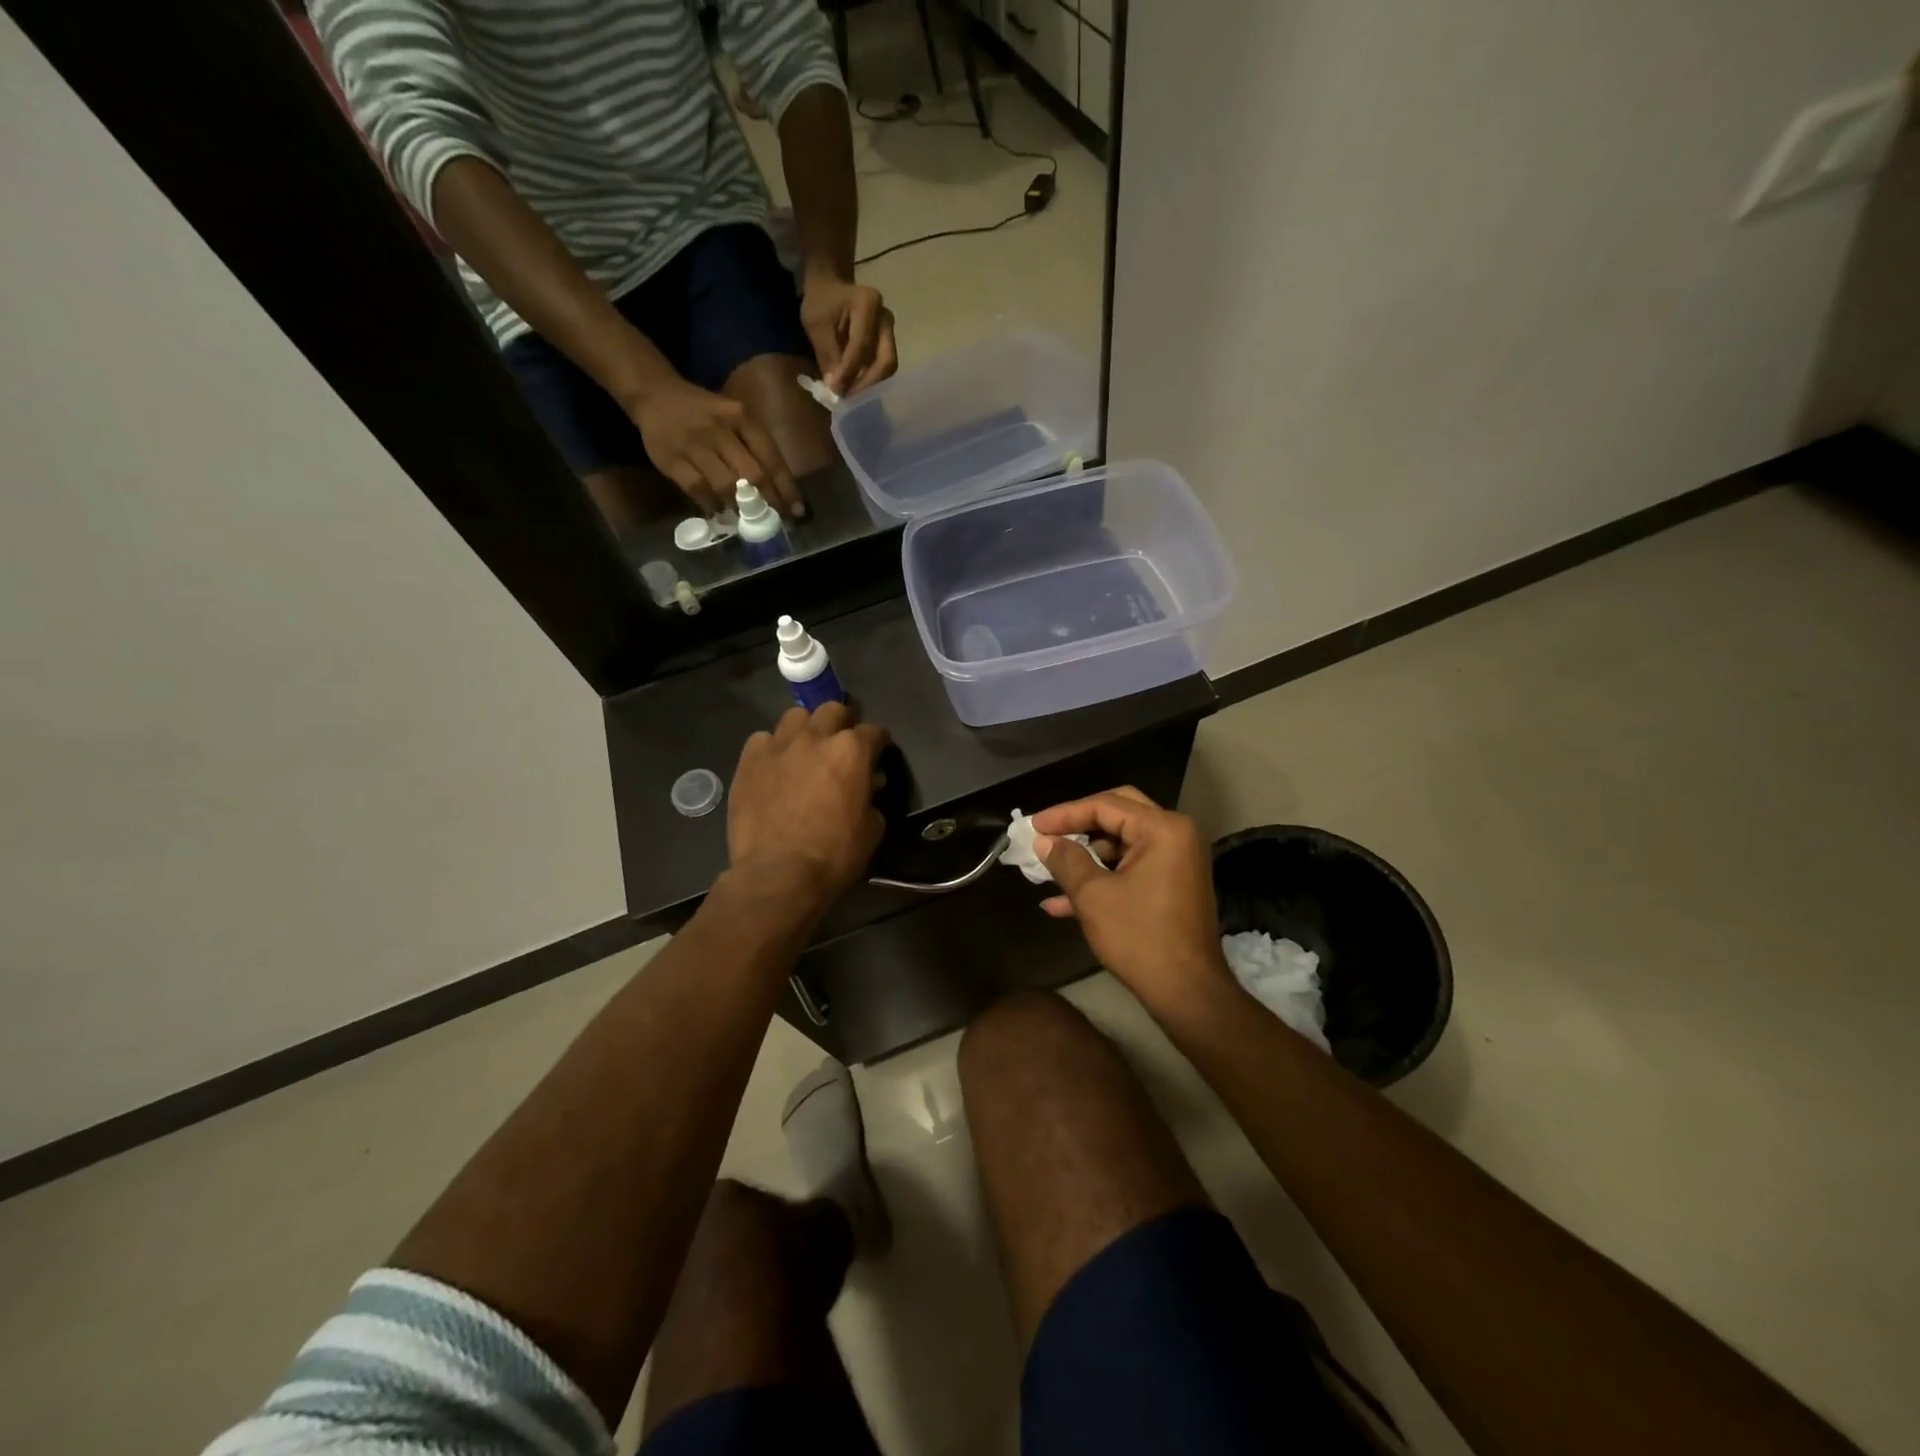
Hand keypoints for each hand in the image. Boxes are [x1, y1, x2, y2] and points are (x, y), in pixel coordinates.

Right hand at [629, 378, 802, 518]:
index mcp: (741, 417)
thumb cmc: (705, 413)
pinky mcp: (672, 458)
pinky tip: (719, 513)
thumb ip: (754, 448)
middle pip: (752, 474)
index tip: (796, 510)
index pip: (771, 457)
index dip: (786, 488)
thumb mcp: (735, 418)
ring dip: (741, 507)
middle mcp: (720, 429)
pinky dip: (712, 505)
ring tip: (749, 520)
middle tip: (776, 521)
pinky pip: (698, 489)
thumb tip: (778, 491)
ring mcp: (694, 444)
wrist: (655, 394)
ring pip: (726, 484)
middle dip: (768, 502)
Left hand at [728, 704, 889, 908]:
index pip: (874, 732)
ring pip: (796, 717)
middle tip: (841, 746)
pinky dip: (773, 749)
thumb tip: (867, 787)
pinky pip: (763, 740)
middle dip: (842, 724)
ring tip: (805, 750)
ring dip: (806, 729)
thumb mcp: (872, 828)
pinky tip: (775, 768)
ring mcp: (778, 746)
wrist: (779, 874)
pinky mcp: (749, 761)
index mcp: (851, 751)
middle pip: (833, 711)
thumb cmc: (835, 855)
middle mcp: (815, 737)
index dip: (879, 742)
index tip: (878, 752)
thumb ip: (871, 798)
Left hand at [800, 275, 897, 396]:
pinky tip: (855, 388)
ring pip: (887, 367)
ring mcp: (890, 331)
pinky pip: (883, 367)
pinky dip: (870, 381)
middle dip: (868, 384)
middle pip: (886, 361)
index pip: (862, 346)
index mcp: (868, 303)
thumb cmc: (822, 301)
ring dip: (870, 386)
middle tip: (849, 399)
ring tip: (851, 396)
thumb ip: (827, 354)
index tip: (835, 390)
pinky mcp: (888, 343)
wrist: (832, 287)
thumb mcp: (816, 324)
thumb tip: (836, 388)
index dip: (849, 372)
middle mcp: (885, 318)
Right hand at [1032, 788, 1236, 1019]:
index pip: (1106, 805)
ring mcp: (1177, 861)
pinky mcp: (1172, 885)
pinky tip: (1062, 902)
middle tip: (1046, 833)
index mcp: (1163, 829)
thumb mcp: (1093, 896)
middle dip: (1078, 826)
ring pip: (1122, 844)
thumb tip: (1044, 841)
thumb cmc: (1139, 937)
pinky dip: (1102, 877)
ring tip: (1048, 871)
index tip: (1033, 826)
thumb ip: (1066, 860)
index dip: (1065, 814)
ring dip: (1086, 857)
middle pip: (1117, 814)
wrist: (1187, 992)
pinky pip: (1131, 868)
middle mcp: (1175, 836)